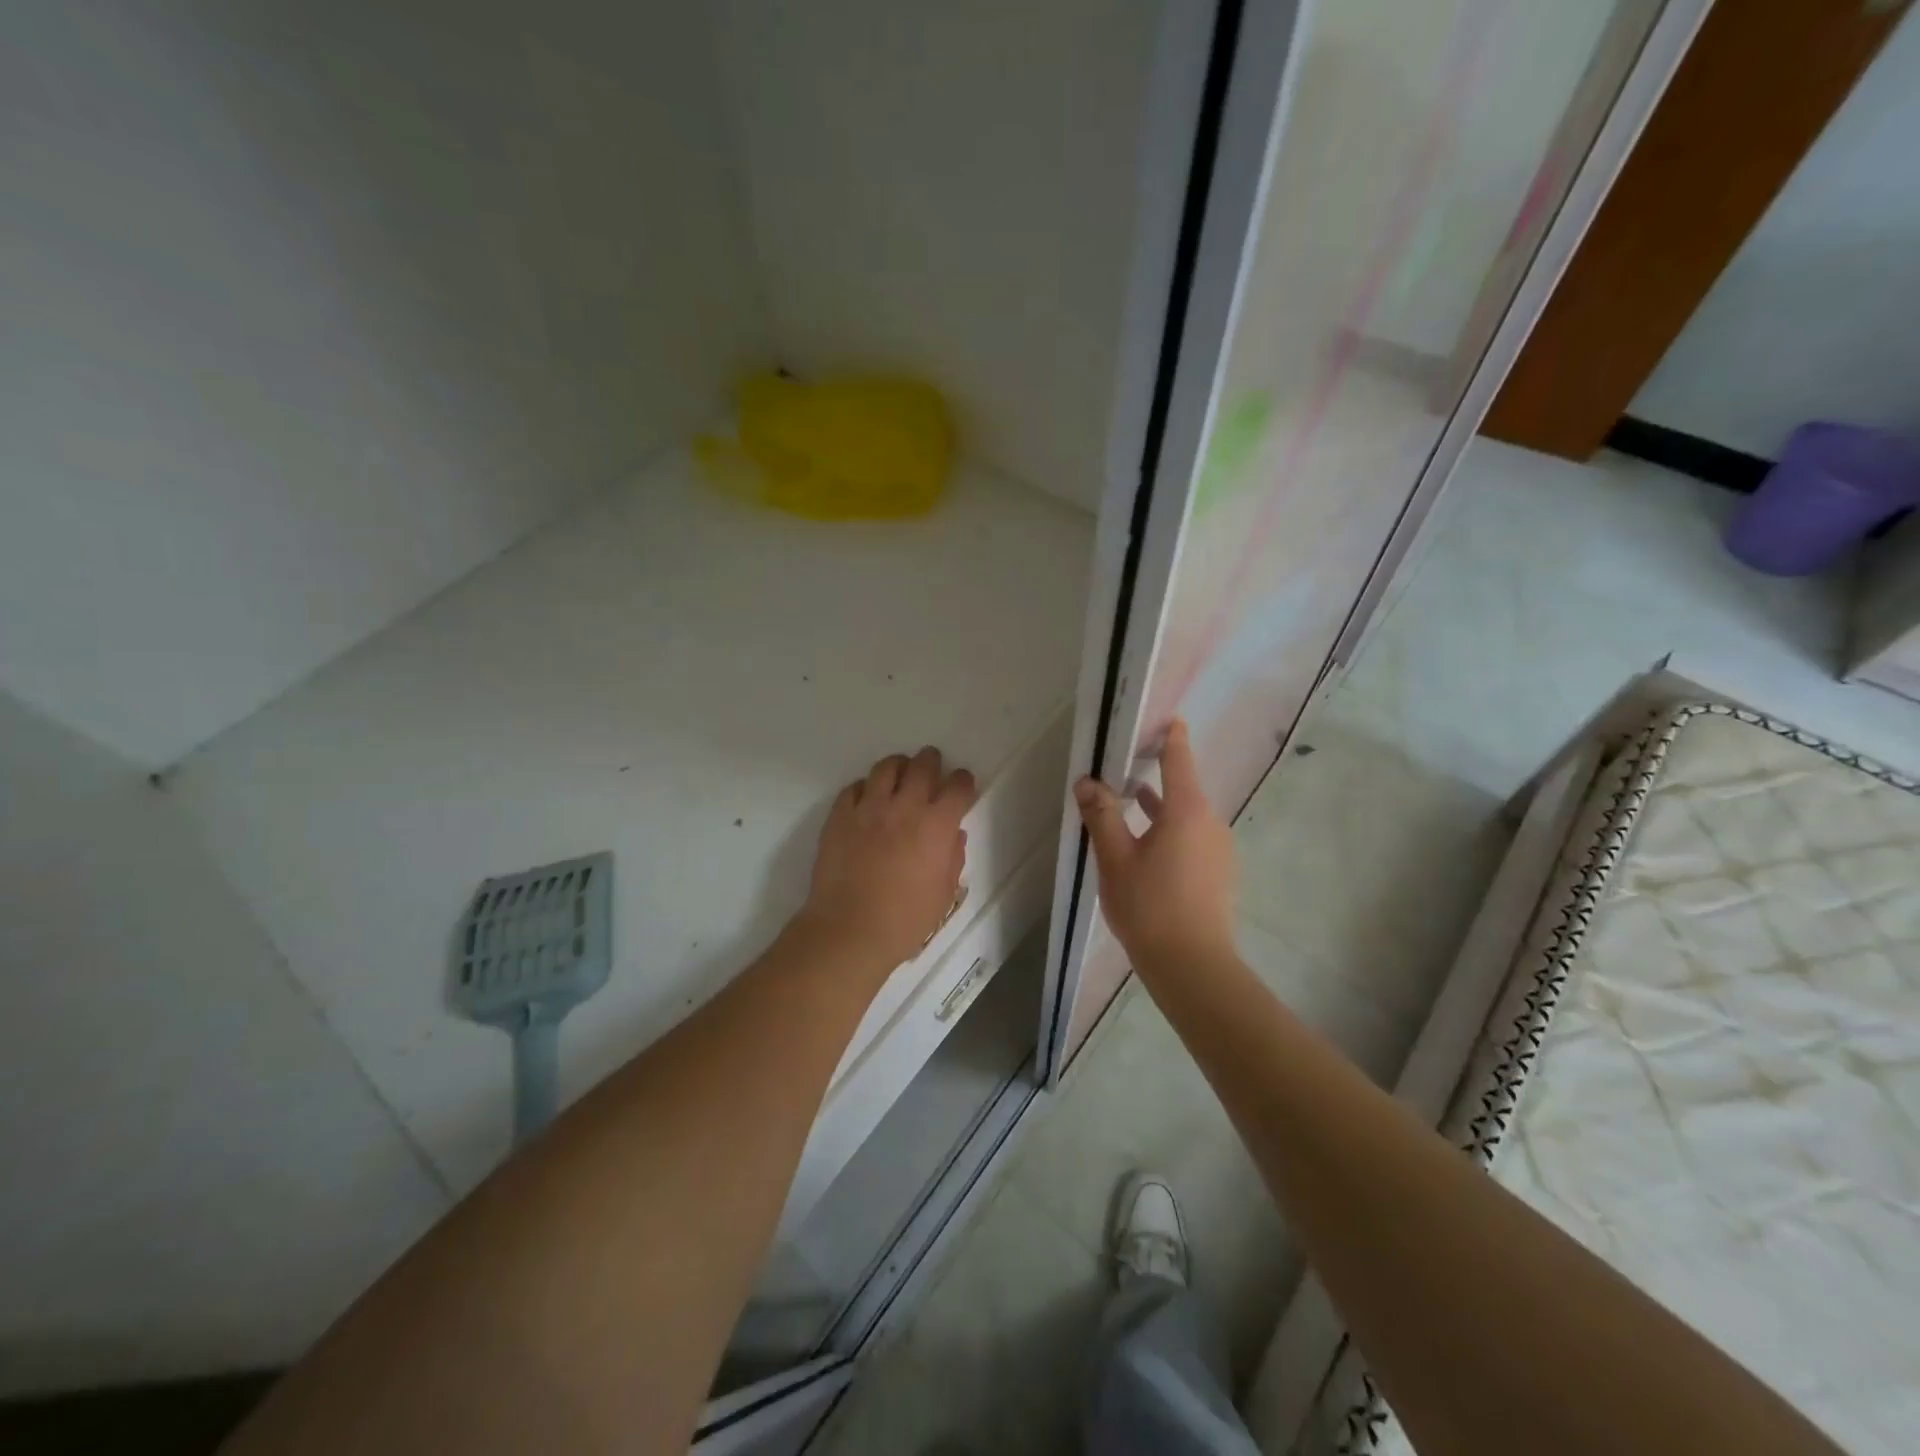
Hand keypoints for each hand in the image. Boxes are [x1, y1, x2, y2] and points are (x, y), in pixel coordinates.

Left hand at [799, 746, 977, 975]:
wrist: (850, 930)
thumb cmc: (905, 920)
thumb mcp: (943, 894)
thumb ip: (952, 858)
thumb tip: (952, 835)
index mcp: (936, 825)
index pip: (957, 787)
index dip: (963, 782)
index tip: (962, 785)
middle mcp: (905, 807)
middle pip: (922, 766)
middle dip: (931, 762)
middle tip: (931, 767)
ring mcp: (868, 808)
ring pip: (886, 768)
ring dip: (898, 767)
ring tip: (899, 774)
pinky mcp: (839, 816)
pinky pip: (854, 788)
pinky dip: (865, 788)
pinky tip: (867, 799)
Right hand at [1074, 719, 1236, 968]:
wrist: (1193, 965)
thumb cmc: (1150, 905)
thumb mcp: (1115, 858)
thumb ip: (1101, 815)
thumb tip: (1087, 781)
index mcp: (1187, 810)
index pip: (1179, 758)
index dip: (1170, 735)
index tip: (1161, 716)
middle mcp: (1210, 822)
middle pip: (1183, 786)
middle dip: (1155, 773)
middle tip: (1125, 760)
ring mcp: (1218, 848)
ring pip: (1186, 814)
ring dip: (1159, 805)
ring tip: (1130, 798)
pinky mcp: (1218, 871)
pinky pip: (1192, 836)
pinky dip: (1170, 829)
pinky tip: (1147, 844)